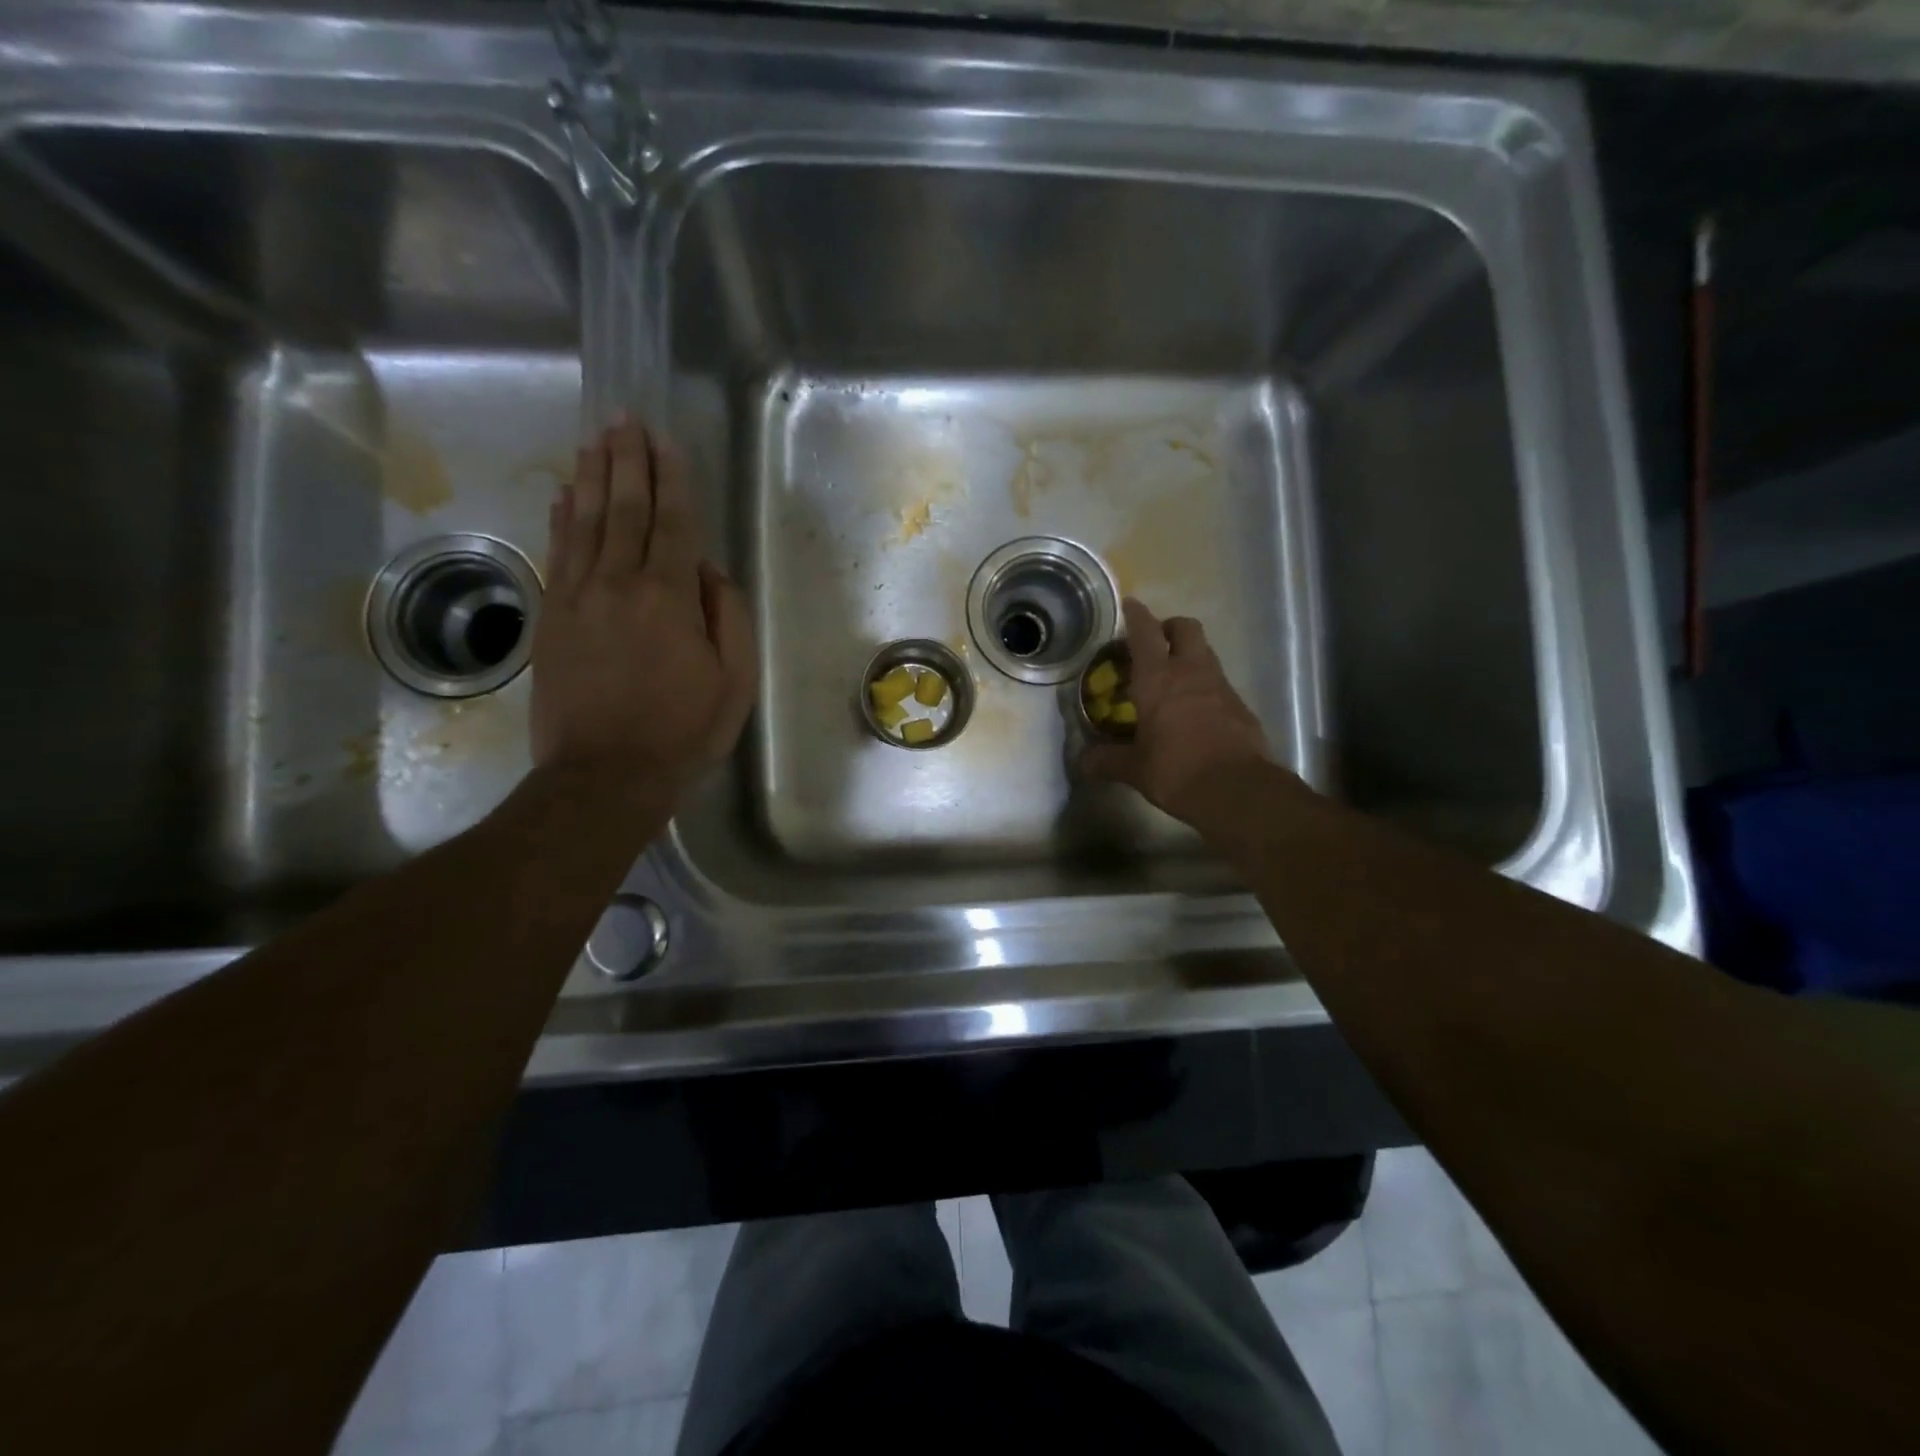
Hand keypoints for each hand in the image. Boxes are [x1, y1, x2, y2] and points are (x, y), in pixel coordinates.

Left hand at [532, 415, 755, 793]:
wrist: (604, 775)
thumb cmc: (682, 731)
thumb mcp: (734, 681)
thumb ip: (726, 617)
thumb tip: (706, 571)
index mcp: (668, 598)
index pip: (672, 524)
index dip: (670, 480)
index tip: (665, 441)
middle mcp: (618, 584)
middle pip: (623, 509)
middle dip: (627, 461)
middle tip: (625, 419)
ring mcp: (577, 599)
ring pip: (584, 523)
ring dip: (591, 477)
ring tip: (596, 440)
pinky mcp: (550, 619)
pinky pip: (557, 554)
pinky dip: (561, 519)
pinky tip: (563, 495)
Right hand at [1081, 599, 1277, 821]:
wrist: (1237, 789)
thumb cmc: (1176, 770)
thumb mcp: (1134, 769)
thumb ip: (1107, 761)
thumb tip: (1083, 762)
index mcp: (1158, 679)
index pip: (1145, 633)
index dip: (1136, 616)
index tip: (1130, 605)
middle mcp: (1191, 672)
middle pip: (1185, 628)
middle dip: (1169, 627)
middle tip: (1155, 643)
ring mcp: (1220, 686)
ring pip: (1205, 652)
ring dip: (1189, 655)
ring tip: (1173, 677)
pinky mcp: (1240, 706)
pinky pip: (1219, 683)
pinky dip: (1205, 685)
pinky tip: (1195, 709)